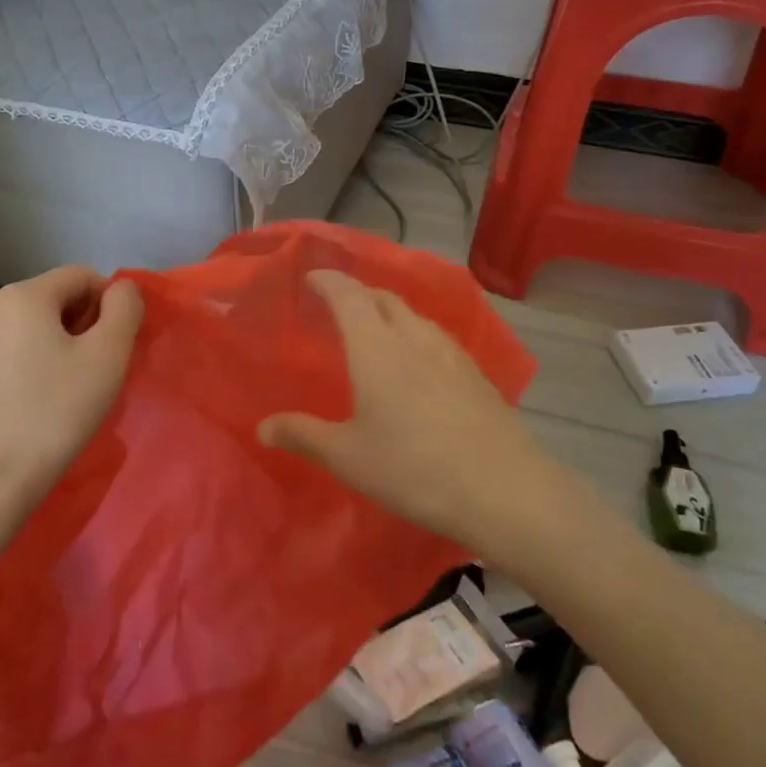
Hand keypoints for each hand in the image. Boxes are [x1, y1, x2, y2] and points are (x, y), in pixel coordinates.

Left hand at [0, 265, 143, 498]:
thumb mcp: (108, 353)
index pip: (83, 276)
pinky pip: (17, 352)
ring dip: (65, 346)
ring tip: (76, 389)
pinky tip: (47, 401)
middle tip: (102, 369)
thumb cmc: (55, 411)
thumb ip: (125, 308)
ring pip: (37, 328)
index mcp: (23, 295)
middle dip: (88, 325)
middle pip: (58, 299)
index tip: (120, 345)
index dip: (112, 303)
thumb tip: (122, 290)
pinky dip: (40, 364)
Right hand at [257, 270, 551, 552]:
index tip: (312, 278)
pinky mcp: (476, 373)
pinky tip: (419, 365)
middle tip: (339, 306)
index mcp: (376, 347)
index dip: (328, 281)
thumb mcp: (348, 456)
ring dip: (390, 313)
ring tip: (377, 332)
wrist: (503, 489)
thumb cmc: (412, 468)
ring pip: (414, 316)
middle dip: (358, 293)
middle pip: (384, 298)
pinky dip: (416, 335)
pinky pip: (436, 338)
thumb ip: (304, 434)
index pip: (348, 295)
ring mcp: (451, 353)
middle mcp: (414, 337)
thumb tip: (263, 427)